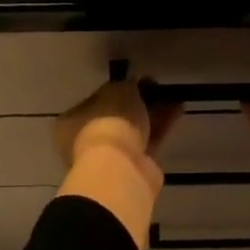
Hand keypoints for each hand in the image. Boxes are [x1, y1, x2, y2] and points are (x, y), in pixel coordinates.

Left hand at [53, 78, 181, 249]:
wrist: (119, 168)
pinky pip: (149, 141)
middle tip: (155, 88)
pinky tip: (177, 110)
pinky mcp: (134, 167)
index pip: (93, 101)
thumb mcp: (118, 90)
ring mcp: (110, 157)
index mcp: (72, 122)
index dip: (115, 89)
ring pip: (134, 129)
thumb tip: (132, 84)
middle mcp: (86, 141)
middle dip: (136, 103)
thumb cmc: (109, 122)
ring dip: (152, 113)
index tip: (135, 81)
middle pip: (115, 117)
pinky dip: (161, 126)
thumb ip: (125, 85)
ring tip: (173, 95)